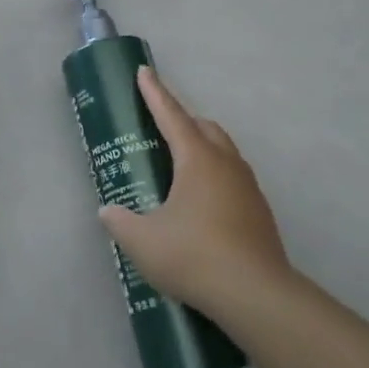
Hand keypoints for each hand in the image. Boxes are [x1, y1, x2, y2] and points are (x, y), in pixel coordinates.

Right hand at [100, 67, 293, 314]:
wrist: (256, 296)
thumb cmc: (194, 256)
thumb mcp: (142, 241)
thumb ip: (120, 221)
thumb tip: (109, 211)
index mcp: (197, 159)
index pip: (171, 115)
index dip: (155, 93)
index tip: (145, 71)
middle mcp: (226, 164)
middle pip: (205, 128)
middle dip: (182, 120)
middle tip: (160, 127)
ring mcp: (248, 188)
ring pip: (224, 152)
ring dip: (202, 147)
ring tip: (180, 167)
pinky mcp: (259, 213)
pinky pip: (233, 179)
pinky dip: (215, 176)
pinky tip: (201, 204)